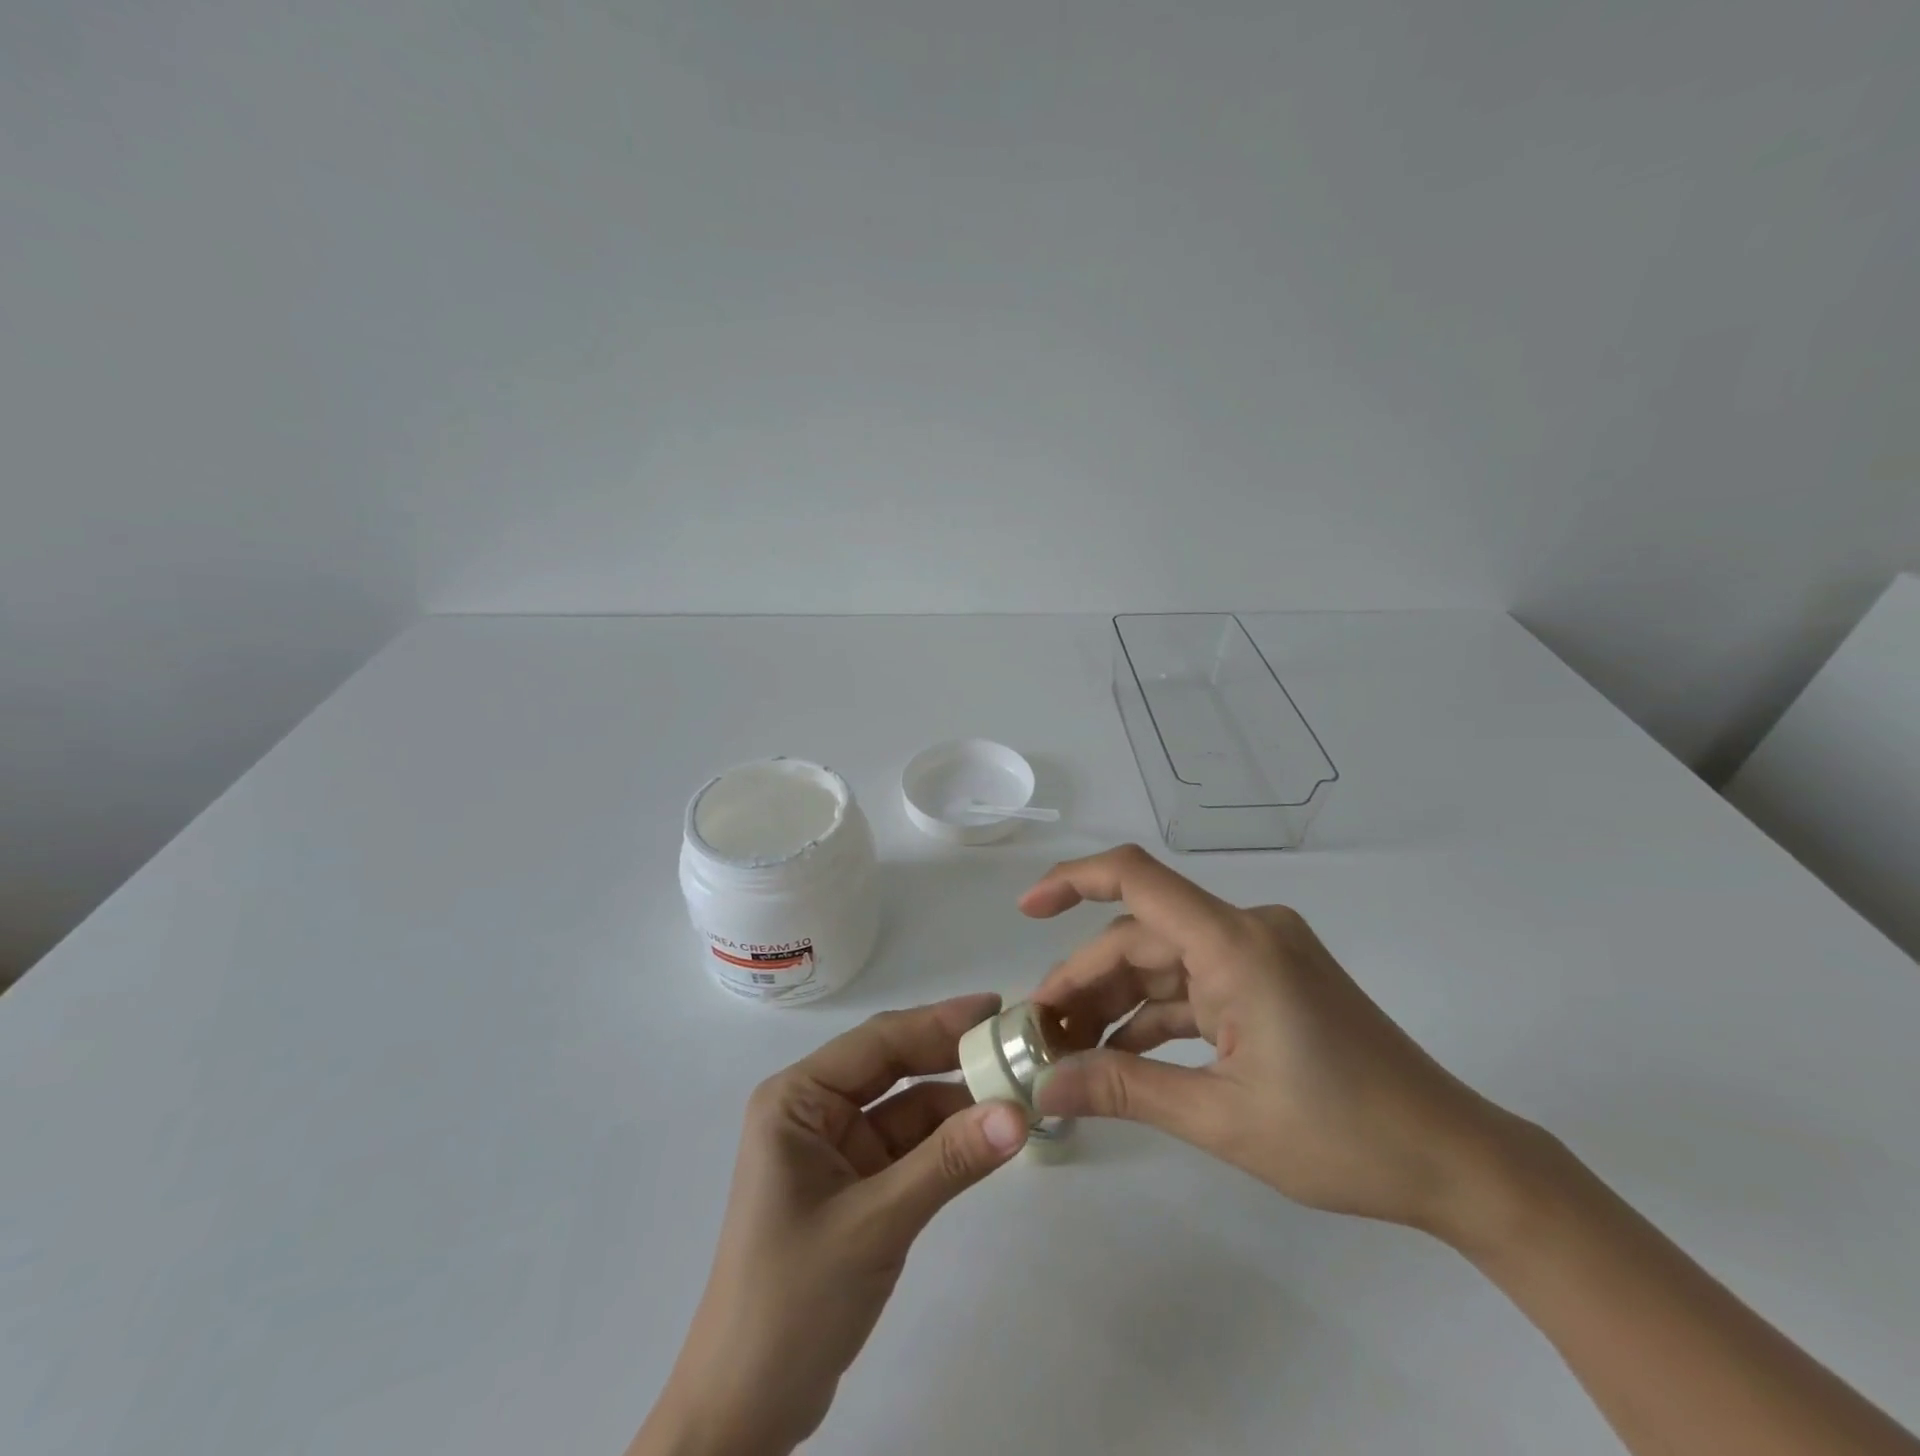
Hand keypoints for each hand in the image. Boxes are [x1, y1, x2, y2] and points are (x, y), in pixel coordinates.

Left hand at [631, 994, 1029, 1455]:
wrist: (747, 1411)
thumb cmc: (793, 1299)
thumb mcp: (875, 1222)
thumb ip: (948, 1162)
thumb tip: (1020, 1113)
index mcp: (797, 1098)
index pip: (877, 1042)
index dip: (938, 1021)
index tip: (997, 1009)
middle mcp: (814, 1111)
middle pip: (892, 1067)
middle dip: (951, 1056)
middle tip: (1015, 1044)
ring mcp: (835, 1150)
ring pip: (906, 1108)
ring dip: (957, 1102)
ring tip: (1018, 1089)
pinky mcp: (855, 1186)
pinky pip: (909, 1148)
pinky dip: (947, 1142)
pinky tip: (990, 1135)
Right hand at [1025, 845, 1524, 1235]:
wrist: (1454, 1161)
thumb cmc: (1343, 1137)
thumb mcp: (1221, 1118)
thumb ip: (1125, 1090)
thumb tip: (1044, 1087)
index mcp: (1236, 944)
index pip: (1137, 878)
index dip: (1072, 879)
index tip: (1025, 909)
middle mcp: (1245, 931)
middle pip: (1140, 935)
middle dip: (1085, 980)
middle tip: (1038, 1034)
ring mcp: (1258, 954)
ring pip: (1163, 961)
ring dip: (1116, 1000)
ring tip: (1069, 1049)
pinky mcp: (1268, 981)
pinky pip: (1193, 984)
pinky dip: (1155, 1014)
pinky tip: (1120, 1053)